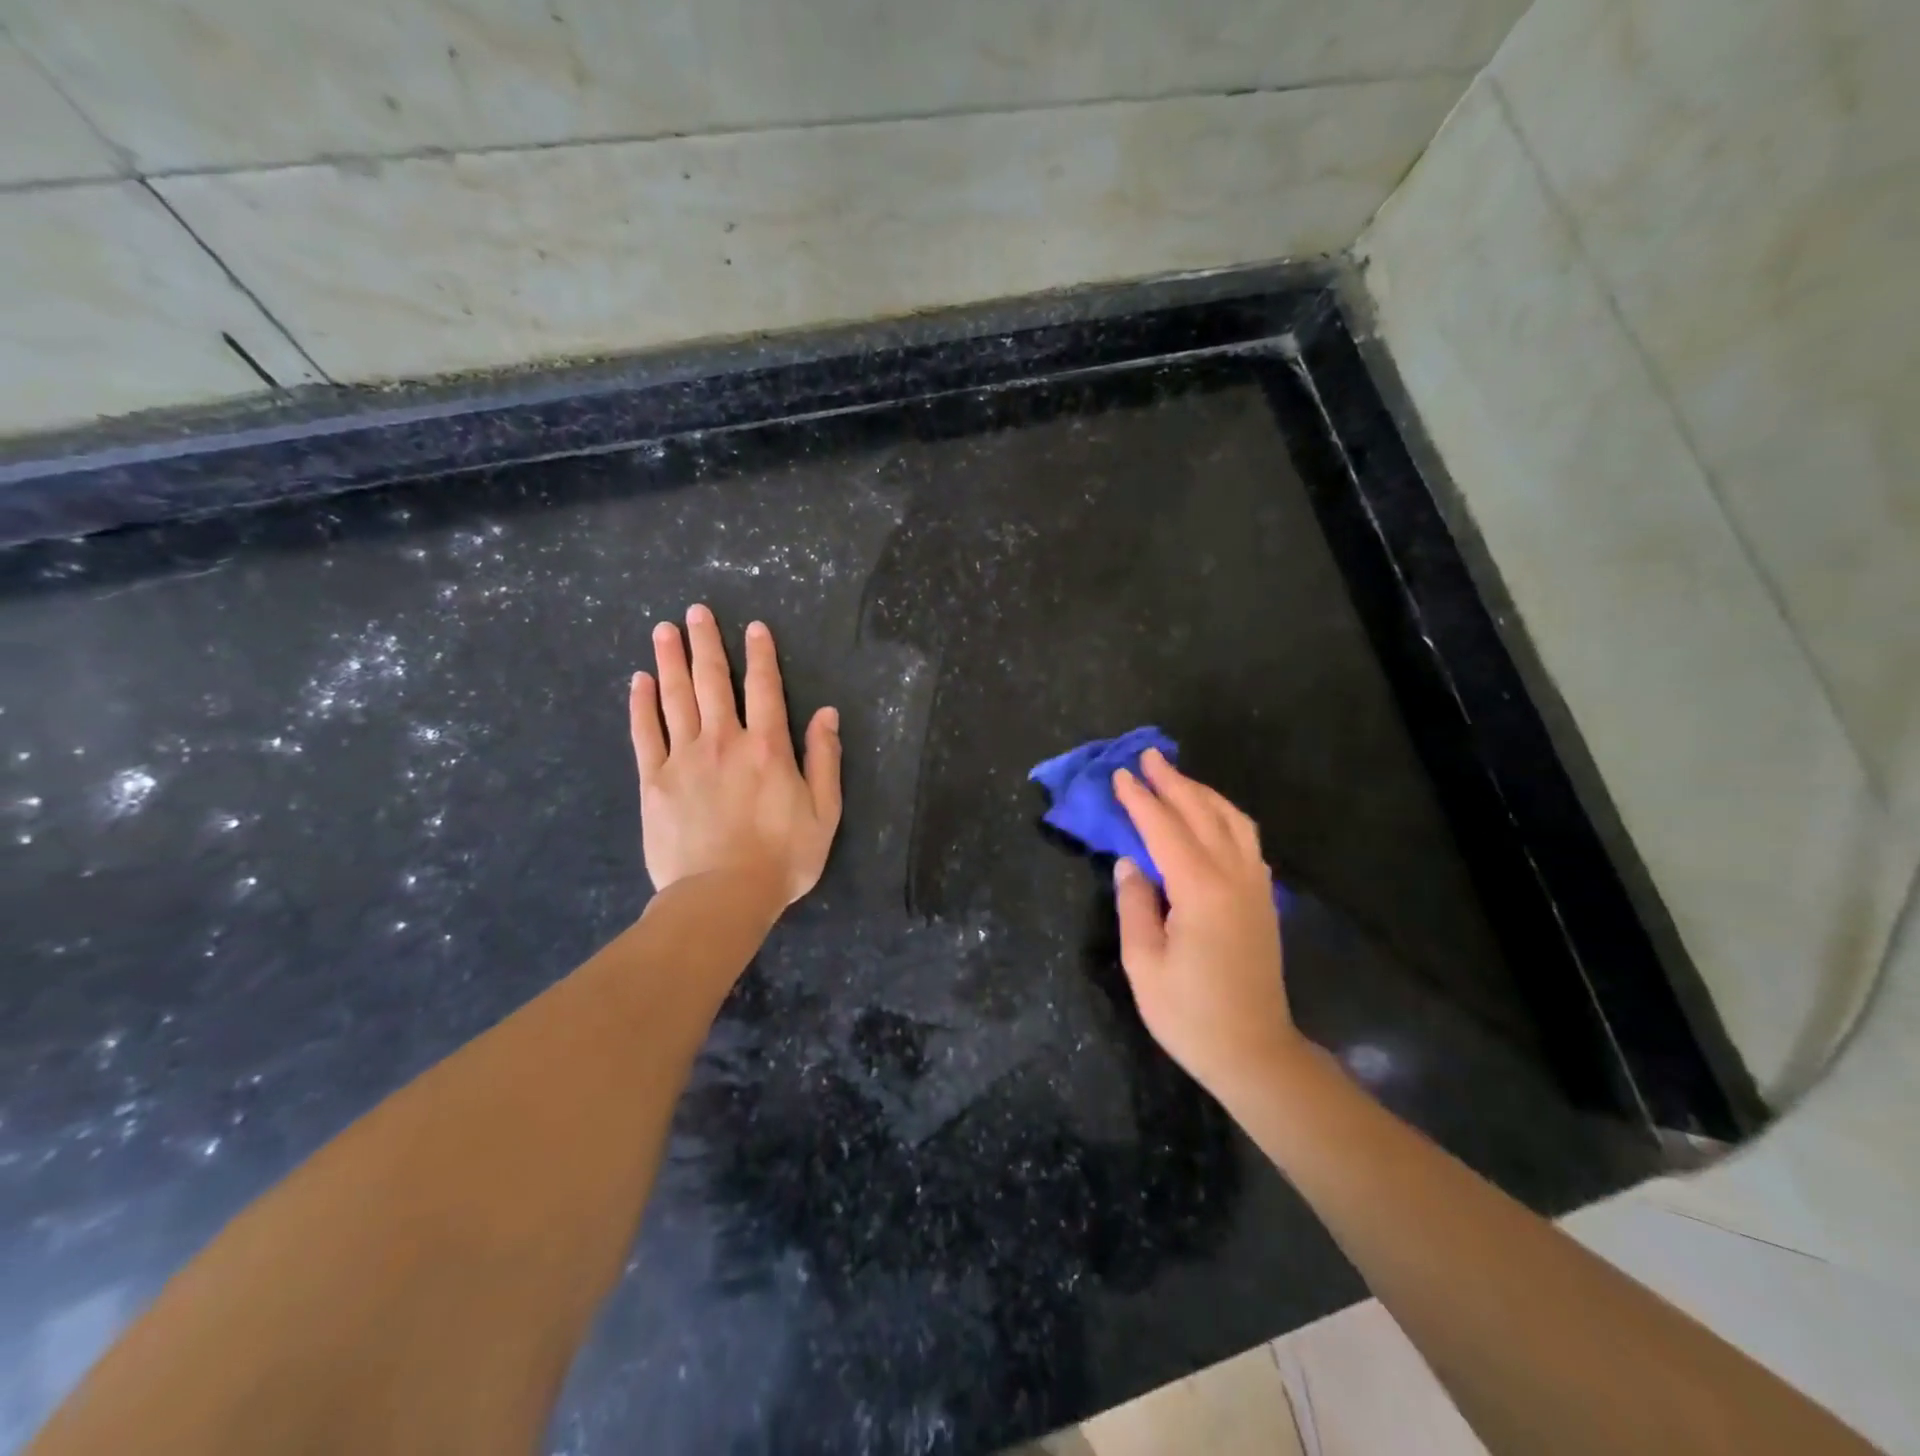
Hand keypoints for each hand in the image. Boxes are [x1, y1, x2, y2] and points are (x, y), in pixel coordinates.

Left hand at [629, 604, 841, 908]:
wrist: (722, 896)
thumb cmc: (782, 857)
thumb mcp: (824, 811)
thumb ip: (825, 759)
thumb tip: (827, 713)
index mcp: (767, 747)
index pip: (764, 688)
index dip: (760, 654)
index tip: (753, 626)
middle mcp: (724, 741)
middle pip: (712, 681)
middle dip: (706, 643)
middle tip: (696, 611)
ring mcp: (684, 758)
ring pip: (676, 698)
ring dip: (671, 661)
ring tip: (665, 629)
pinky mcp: (654, 780)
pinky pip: (645, 733)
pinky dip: (641, 704)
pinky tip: (638, 680)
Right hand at [1111, 749, 1303, 1097]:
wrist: (1254, 1052)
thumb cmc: (1189, 1014)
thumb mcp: (1144, 963)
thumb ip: (1135, 905)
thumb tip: (1129, 864)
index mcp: (1200, 891)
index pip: (1164, 830)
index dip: (1140, 800)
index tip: (1120, 775)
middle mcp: (1234, 878)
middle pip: (1202, 814)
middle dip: (1173, 782)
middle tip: (1148, 757)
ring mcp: (1255, 887)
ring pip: (1232, 821)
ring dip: (1202, 794)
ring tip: (1176, 778)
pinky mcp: (1264, 900)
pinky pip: (1246, 840)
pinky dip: (1224, 816)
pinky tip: (1209, 817)